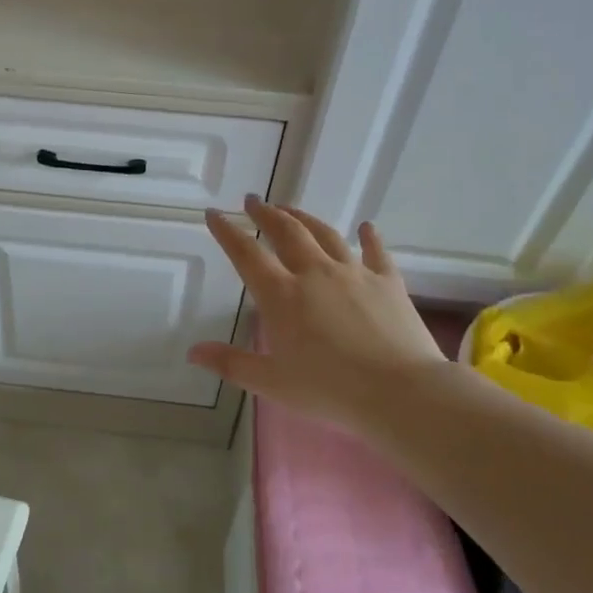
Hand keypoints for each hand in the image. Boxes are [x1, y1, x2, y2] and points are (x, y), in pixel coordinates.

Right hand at [190, 198, 445, 428]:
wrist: (400, 391)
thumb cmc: (329, 390)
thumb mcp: (271, 382)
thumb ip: (231, 363)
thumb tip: (193, 352)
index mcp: (282, 295)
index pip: (246, 254)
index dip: (227, 231)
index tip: (214, 213)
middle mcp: (315, 273)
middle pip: (286, 232)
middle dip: (266, 214)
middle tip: (253, 201)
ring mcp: (354, 273)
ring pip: (325, 234)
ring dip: (304, 218)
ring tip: (291, 209)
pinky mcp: (388, 282)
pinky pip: (376, 252)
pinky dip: (369, 237)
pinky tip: (366, 226)